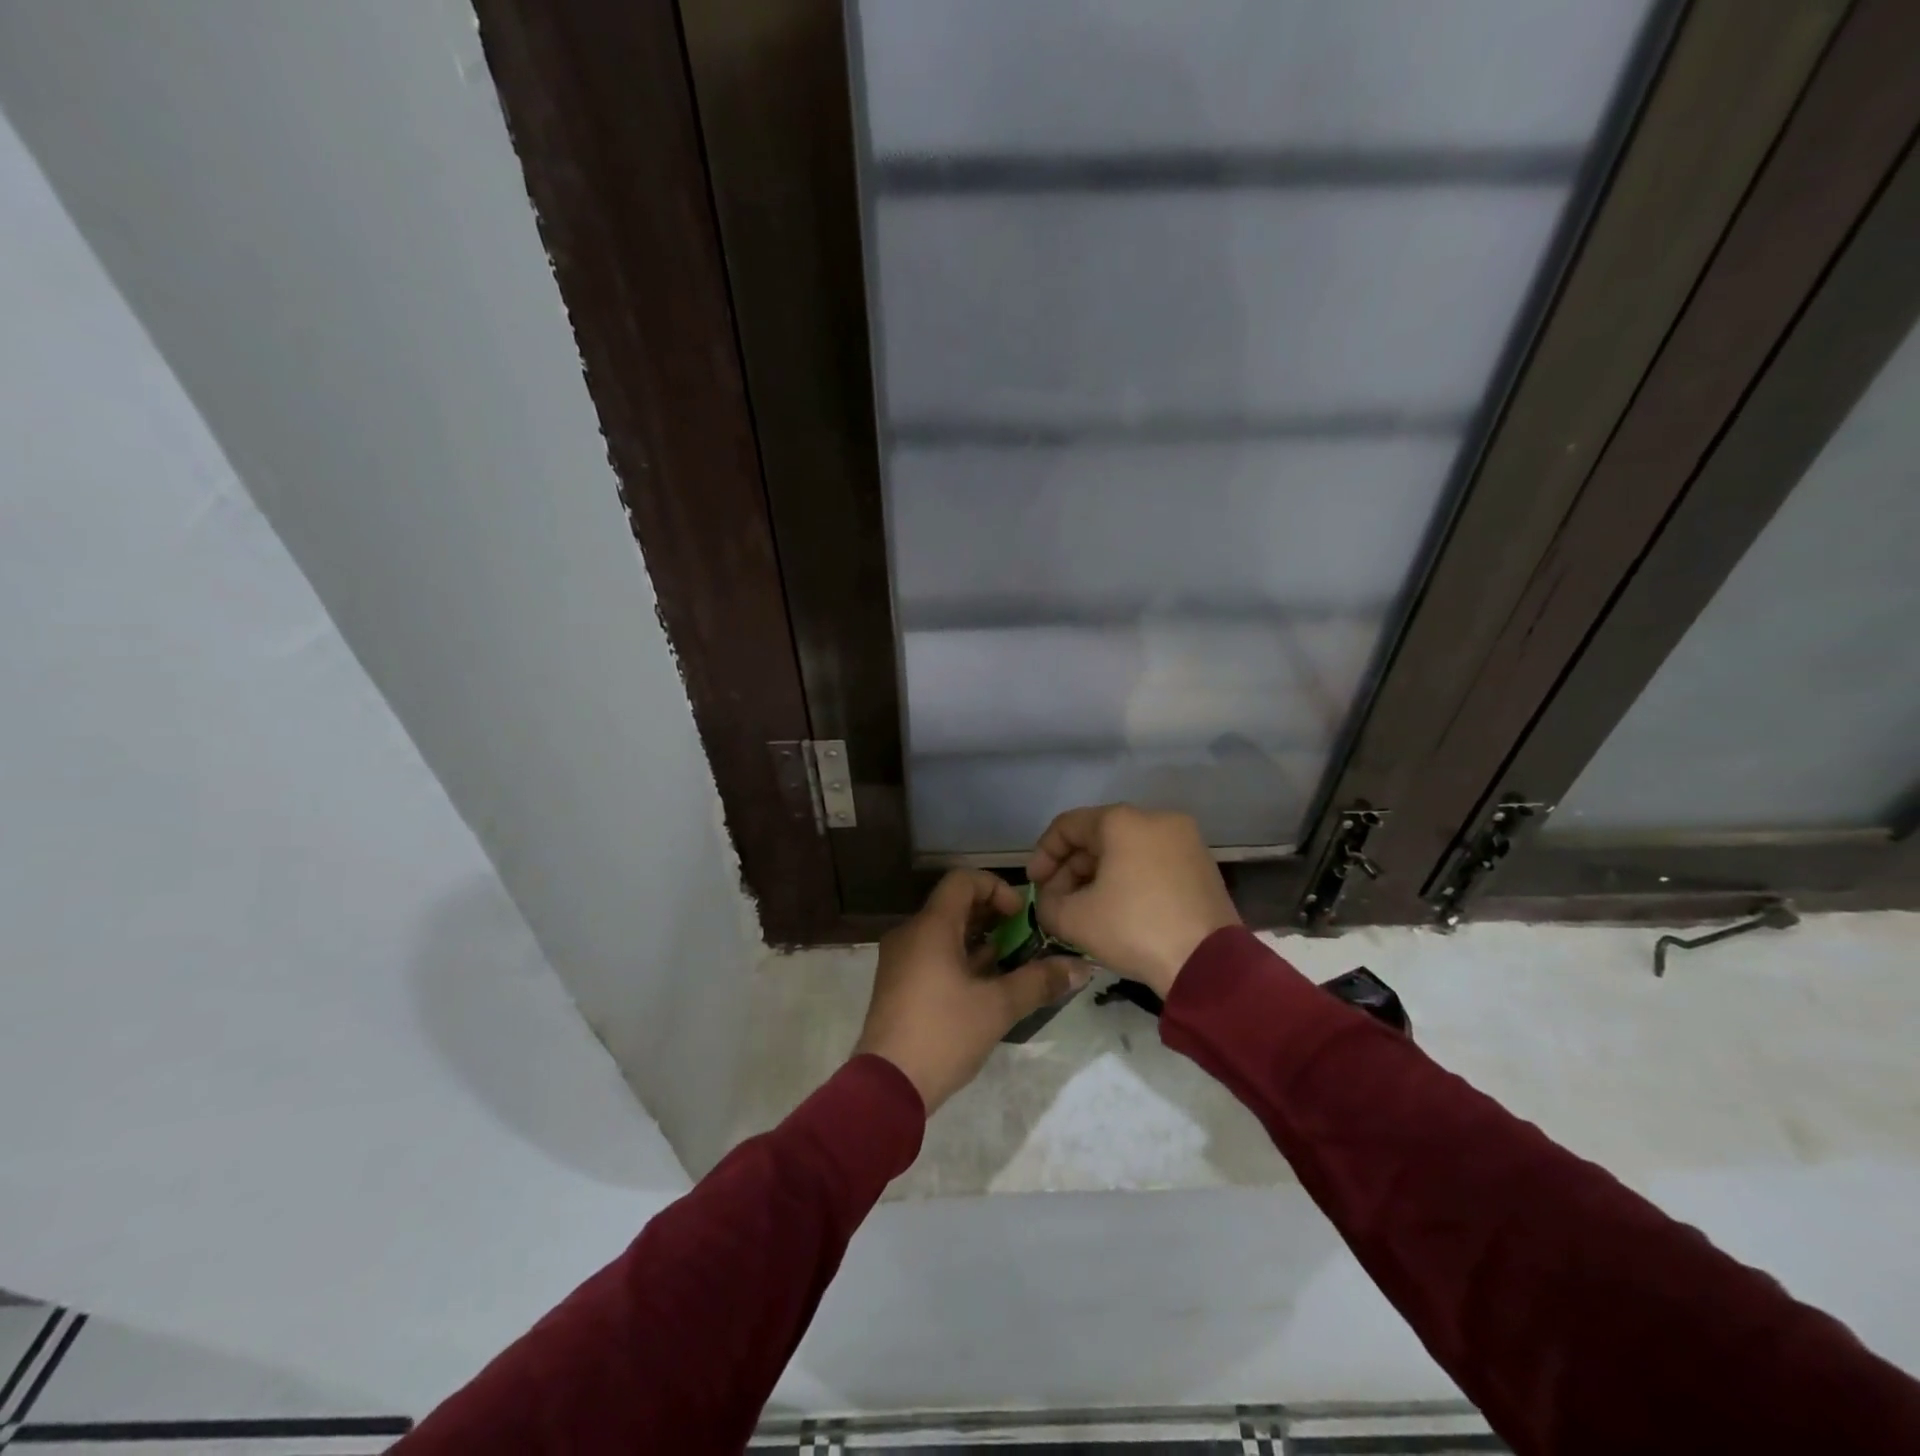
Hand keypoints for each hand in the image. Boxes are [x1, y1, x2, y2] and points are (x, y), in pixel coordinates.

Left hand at [854, 870, 1089, 1113]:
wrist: (886, 1086)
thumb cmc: (943, 1034)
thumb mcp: (998, 1007)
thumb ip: (1039, 981)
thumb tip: (1081, 967)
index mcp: (930, 926)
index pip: (963, 879)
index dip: (996, 887)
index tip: (1020, 915)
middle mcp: (910, 933)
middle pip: (954, 904)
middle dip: (992, 916)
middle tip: (1024, 939)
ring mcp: (900, 959)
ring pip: (943, 932)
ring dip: (978, 939)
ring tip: (1010, 963)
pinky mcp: (897, 983)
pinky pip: (931, 953)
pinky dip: (959, 958)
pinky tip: (983, 986)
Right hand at [1026, 804, 1240, 998]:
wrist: (1208, 965)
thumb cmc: (1134, 929)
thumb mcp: (1074, 919)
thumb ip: (1047, 903)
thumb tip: (1049, 900)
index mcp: (1122, 821)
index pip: (1067, 826)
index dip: (1042, 854)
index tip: (1034, 885)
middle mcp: (1156, 819)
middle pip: (1098, 837)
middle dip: (1071, 869)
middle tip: (1057, 902)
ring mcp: (1184, 840)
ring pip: (1125, 850)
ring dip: (1097, 876)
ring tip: (1085, 910)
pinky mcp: (1201, 864)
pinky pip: (1151, 862)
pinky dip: (1128, 880)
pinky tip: (1118, 910)